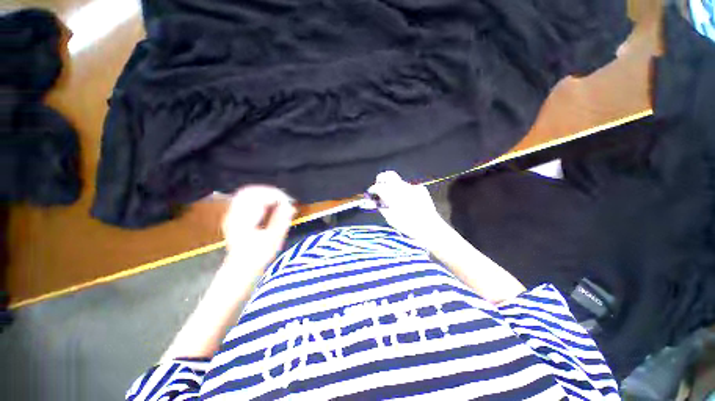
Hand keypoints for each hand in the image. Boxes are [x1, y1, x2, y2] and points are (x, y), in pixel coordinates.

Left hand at [221, 185, 295, 272]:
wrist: (240, 268)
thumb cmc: (257, 257)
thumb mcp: (273, 240)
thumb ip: (281, 220)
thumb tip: (290, 206)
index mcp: (242, 220)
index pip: (257, 197)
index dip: (275, 195)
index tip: (287, 202)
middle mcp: (234, 214)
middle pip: (250, 191)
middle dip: (269, 192)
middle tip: (284, 199)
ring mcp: (232, 214)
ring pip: (247, 193)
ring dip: (264, 195)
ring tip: (279, 201)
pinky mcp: (234, 216)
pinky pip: (245, 199)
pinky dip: (259, 199)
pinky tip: (269, 205)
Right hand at [367, 171, 446, 238]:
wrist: (429, 228)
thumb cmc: (408, 225)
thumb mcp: (390, 218)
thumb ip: (381, 206)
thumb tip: (373, 201)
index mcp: (393, 195)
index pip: (378, 186)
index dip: (373, 189)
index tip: (371, 193)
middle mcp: (403, 187)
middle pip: (389, 175)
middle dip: (381, 179)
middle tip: (379, 187)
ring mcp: (413, 186)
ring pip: (399, 182)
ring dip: (394, 188)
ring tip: (395, 199)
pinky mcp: (421, 188)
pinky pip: (409, 187)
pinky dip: (405, 192)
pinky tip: (408, 201)